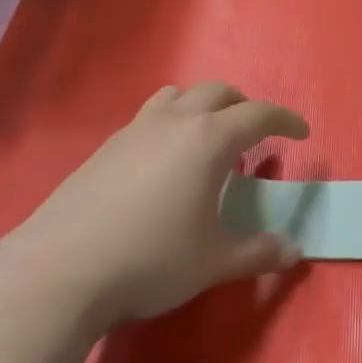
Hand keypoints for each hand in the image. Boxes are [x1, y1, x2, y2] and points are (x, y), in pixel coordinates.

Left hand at [15, 82, 309, 327]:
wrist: (60, 270)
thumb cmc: (151, 259)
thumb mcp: (213, 261)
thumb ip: (257, 253)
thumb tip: (292, 252)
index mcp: (209, 140)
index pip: (258, 114)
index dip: (285, 119)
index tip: (301, 132)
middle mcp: (174, 122)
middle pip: (217, 92)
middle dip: (243, 106)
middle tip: (254, 136)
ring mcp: (134, 131)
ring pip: (177, 96)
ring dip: (202, 107)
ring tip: (207, 141)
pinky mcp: (105, 148)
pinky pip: (149, 117)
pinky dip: (171, 124)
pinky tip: (164, 165)